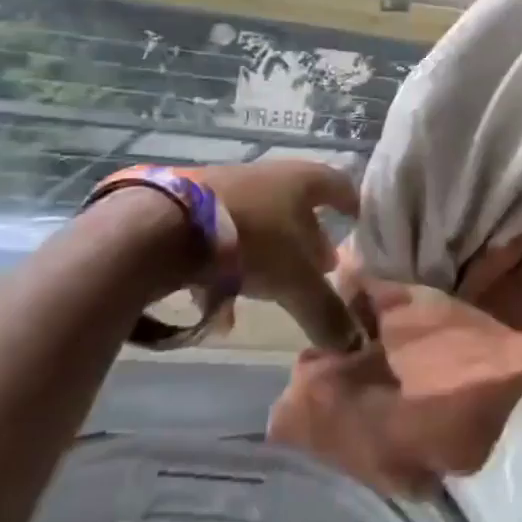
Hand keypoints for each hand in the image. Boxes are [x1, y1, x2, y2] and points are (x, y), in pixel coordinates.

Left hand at [189, 159, 363, 348]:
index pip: (340, 185)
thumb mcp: (295, 281)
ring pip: (261, 225)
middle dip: (311, 239)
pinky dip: (230, 270)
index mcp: (302, 180)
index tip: (360, 223)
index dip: (353, 204)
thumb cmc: (250, 240)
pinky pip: (223, 241)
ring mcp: (227, 191)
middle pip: (299, 207)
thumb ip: (326, 310)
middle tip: (323, 268)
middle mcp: (267, 178)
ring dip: (272, 256)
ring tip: (277, 289)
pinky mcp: (190, 210)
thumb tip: (353, 344)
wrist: (161, 227)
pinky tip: (225, 310)